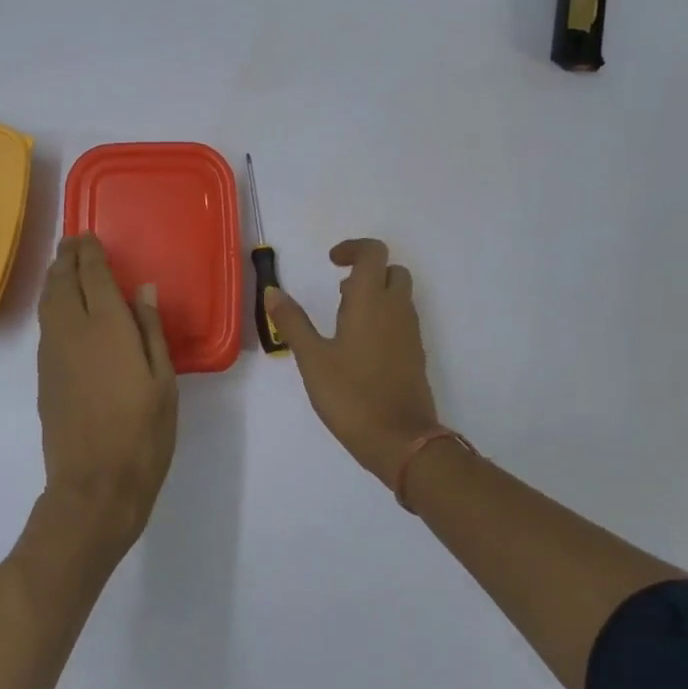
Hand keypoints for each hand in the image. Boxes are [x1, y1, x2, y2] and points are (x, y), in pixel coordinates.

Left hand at [36, 234, 178, 548]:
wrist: (95, 484)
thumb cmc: (142, 432)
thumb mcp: (163, 380)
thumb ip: (150, 329)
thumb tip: (143, 289)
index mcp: (107, 327)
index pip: (92, 275)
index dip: (89, 252)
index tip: (89, 236)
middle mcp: (72, 330)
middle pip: (62, 282)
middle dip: (66, 258)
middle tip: (73, 242)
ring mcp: (52, 353)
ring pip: (47, 302)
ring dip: (54, 278)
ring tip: (63, 266)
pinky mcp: (44, 375)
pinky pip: (45, 324)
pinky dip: (51, 304)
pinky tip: (62, 310)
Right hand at [267, 238, 437, 488]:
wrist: (401, 440)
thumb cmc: (351, 395)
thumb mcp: (312, 358)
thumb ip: (292, 322)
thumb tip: (272, 291)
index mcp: (371, 301)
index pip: (373, 252)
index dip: (353, 248)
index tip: (331, 262)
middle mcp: (396, 309)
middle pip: (392, 270)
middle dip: (367, 270)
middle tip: (339, 288)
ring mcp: (410, 332)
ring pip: (399, 295)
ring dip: (376, 293)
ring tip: (344, 317)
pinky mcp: (415, 354)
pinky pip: (402, 319)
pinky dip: (384, 316)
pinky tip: (360, 345)